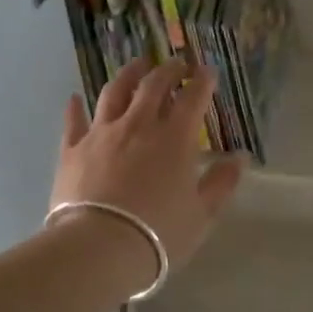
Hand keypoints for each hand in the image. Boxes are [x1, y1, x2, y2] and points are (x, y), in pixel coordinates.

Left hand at [50, 59, 244, 288]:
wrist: (99, 248)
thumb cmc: (159, 233)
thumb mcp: (202, 214)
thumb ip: (222, 182)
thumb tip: (240, 157)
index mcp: (175, 138)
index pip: (193, 98)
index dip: (203, 81)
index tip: (208, 71)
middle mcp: (138, 125)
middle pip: (154, 85)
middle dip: (169, 69)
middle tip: (176, 64)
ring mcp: (102, 133)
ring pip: (114, 92)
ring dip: (128, 75)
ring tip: (136, 65)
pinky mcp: (72, 149)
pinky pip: (74, 121)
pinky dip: (76, 107)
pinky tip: (75, 98)